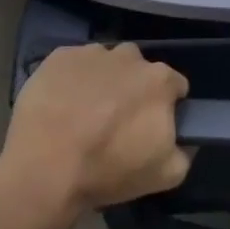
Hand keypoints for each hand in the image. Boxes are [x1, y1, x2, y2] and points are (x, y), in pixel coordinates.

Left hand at [2, 43, 191, 210]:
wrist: (44, 168)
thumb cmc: (108, 170)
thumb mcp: (166, 175)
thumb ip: (184, 151)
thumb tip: (182, 139)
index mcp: (159, 80)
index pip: (175, 86)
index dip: (166, 106)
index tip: (151, 125)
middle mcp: (129, 56)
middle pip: (139, 70)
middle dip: (133, 89)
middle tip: (116, 121)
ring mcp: (92, 53)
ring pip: (106, 63)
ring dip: (103, 81)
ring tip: (84, 112)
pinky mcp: (58, 57)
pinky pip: (73, 64)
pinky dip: (72, 79)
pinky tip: (60, 105)